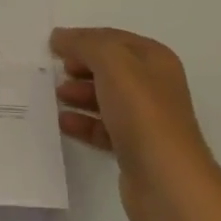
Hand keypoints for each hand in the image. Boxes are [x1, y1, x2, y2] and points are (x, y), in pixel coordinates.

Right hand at [53, 27, 220, 220]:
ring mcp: (146, 120)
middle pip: (110, 68)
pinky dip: (83, 123)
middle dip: (81, 66)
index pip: (113, 39)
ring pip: (106, 98)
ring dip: (80, 94)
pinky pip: (104, 128)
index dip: (83, 39)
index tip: (53, 45)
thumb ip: (85, 44)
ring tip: (56, 96)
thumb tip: (60, 37)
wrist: (168, 184)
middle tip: (55, 70)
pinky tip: (63, 123)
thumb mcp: (112, 63)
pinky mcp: (135, 150)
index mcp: (155, 60)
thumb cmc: (143, 113)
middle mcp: (153, 86)